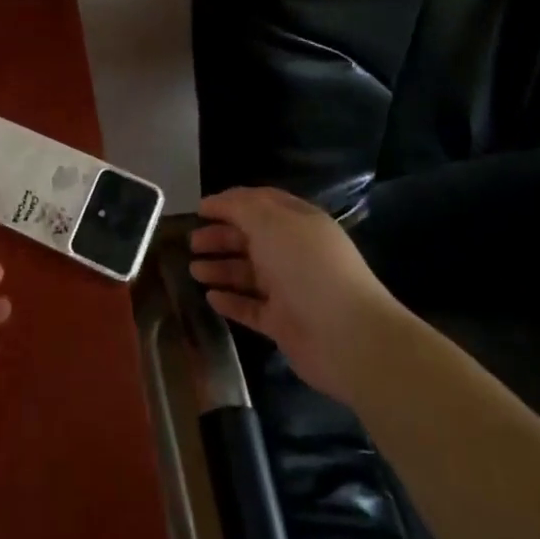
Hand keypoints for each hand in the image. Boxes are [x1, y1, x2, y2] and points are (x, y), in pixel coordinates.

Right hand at [188, 186, 401, 401]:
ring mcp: (290, 290)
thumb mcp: (270, 222)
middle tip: (192, 243)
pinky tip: (210, 298)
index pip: (261, 204)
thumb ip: (239, 206)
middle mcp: (294, 253)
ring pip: (248, 274)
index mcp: (298, 223)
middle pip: (251, 239)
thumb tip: (216, 201)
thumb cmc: (307, 267)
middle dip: (220, 237)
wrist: (347, 337)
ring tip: (194, 270)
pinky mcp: (284, 324)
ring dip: (220, 269)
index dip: (230, 203)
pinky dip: (231, 301)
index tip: (200, 209)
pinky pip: (251, 308)